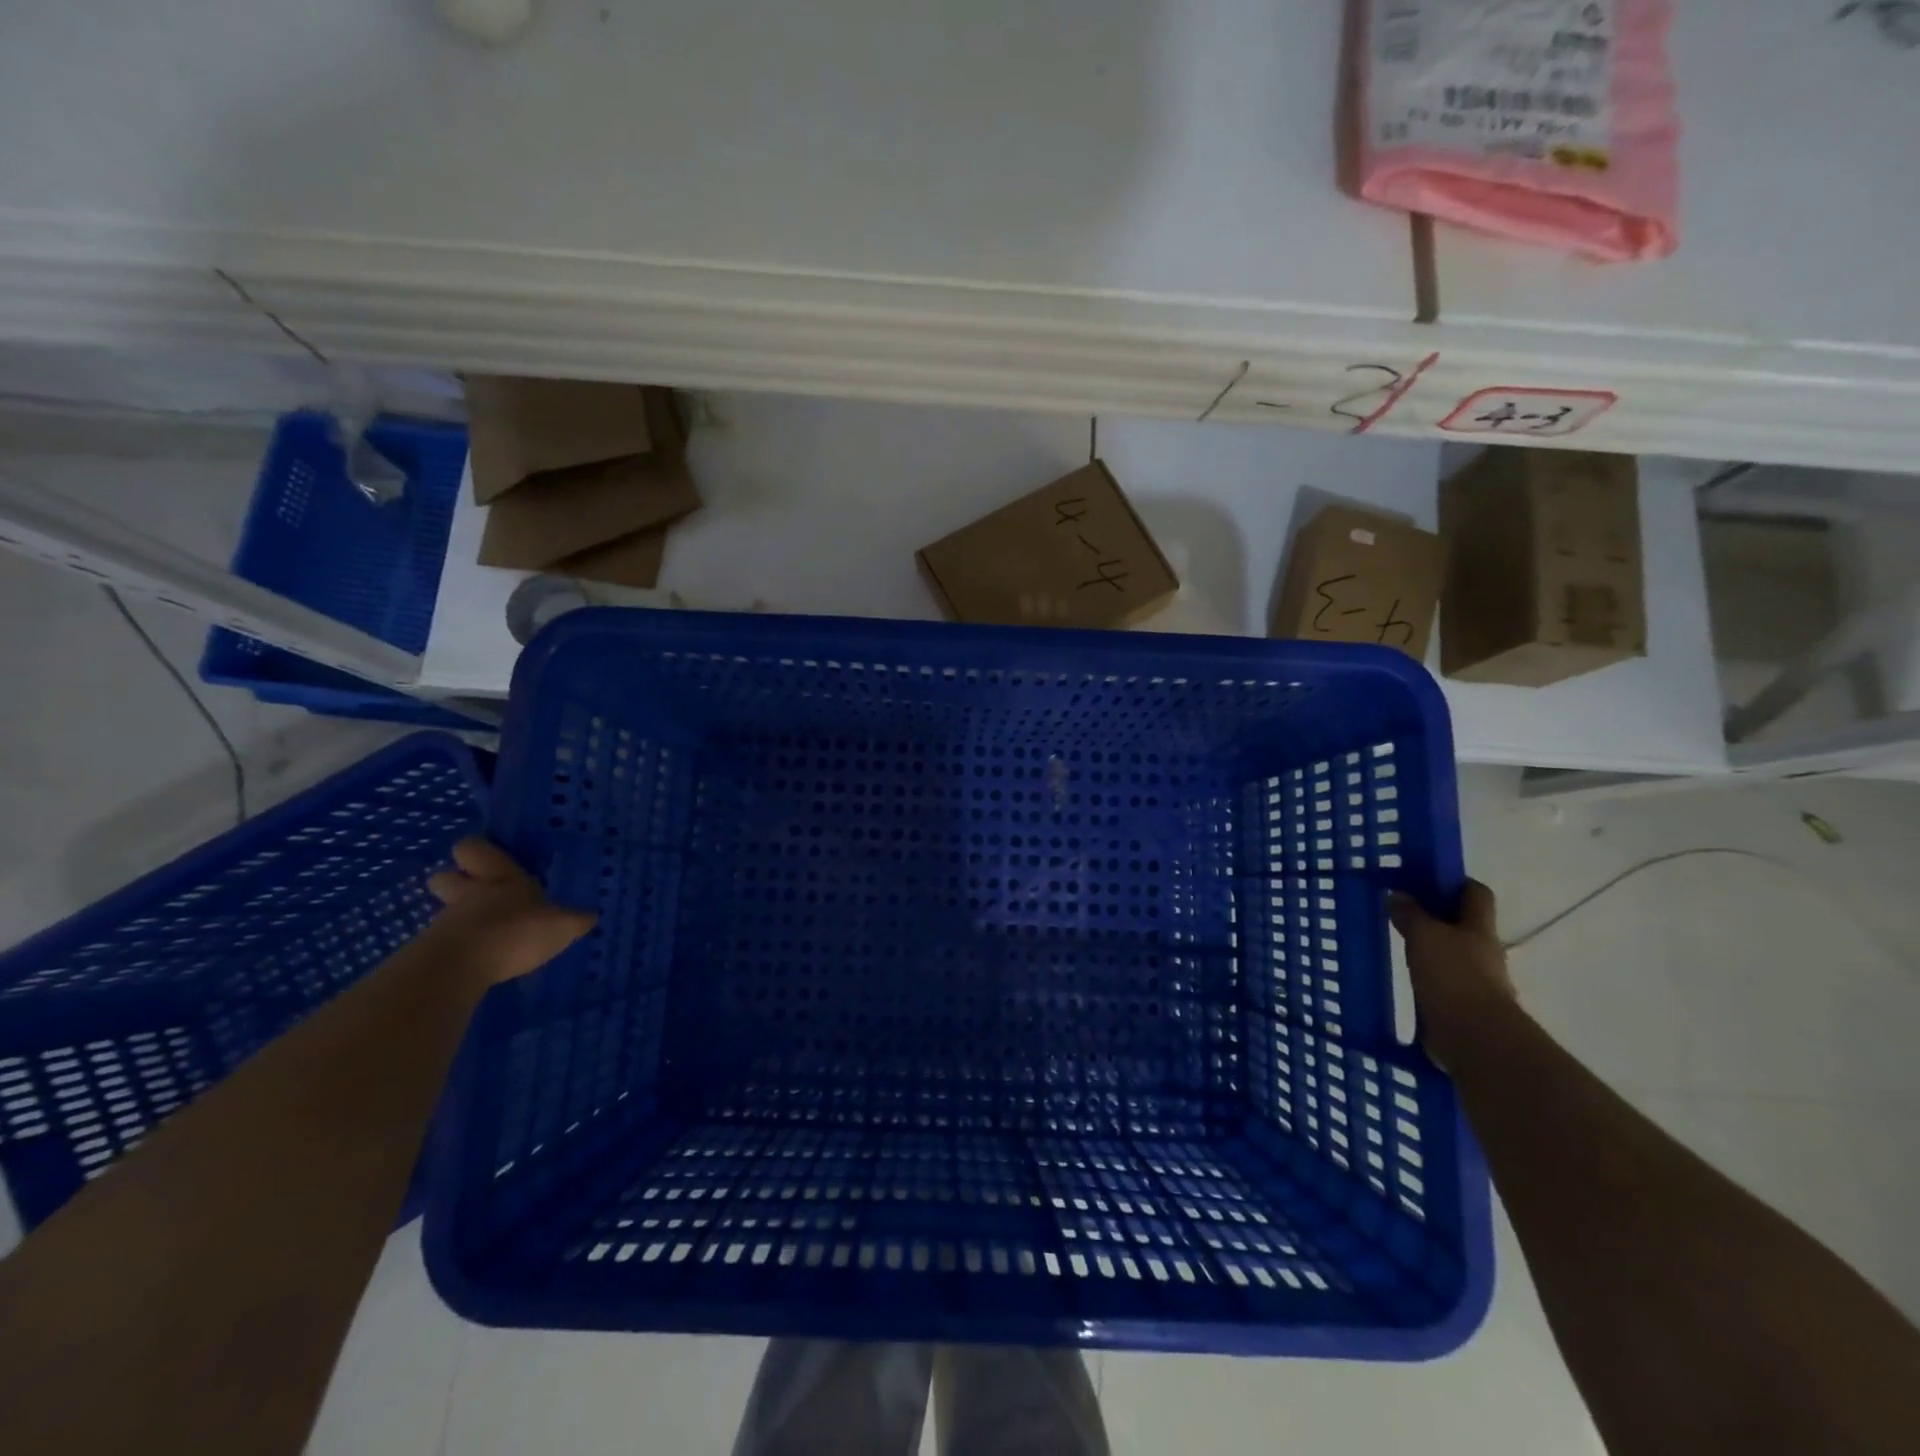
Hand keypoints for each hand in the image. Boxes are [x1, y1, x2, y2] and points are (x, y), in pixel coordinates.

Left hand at [427, 838, 595, 984]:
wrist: (462, 967)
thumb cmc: (516, 930)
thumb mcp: (562, 925)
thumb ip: (574, 920)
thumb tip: (591, 916)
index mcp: (499, 877)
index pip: (474, 848)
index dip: (479, 851)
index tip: (489, 858)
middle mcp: (469, 893)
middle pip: (445, 877)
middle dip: (456, 882)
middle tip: (478, 893)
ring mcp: (446, 922)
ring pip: (447, 911)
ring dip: (462, 919)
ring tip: (486, 934)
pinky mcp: (433, 952)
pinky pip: (445, 942)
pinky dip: (460, 948)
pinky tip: (480, 960)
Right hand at [1387, 880, 1513, 1068]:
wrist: (1474, 1039)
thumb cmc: (1453, 976)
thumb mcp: (1424, 936)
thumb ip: (1410, 914)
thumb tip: (1397, 894)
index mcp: (1479, 929)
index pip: (1476, 894)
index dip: (1455, 882)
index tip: (1425, 878)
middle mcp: (1483, 953)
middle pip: (1463, 925)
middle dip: (1437, 917)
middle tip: (1401, 911)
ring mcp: (1475, 982)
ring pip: (1452, 955)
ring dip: (1429, 949)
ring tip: (1396, 945)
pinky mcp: (1462, 1008)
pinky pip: (1442, 984)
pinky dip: (1425, 978)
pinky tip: (1402, 978)